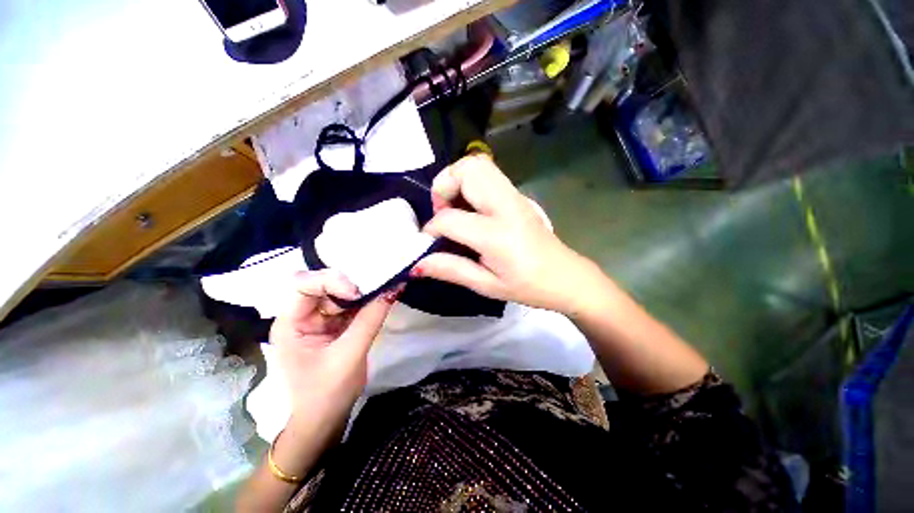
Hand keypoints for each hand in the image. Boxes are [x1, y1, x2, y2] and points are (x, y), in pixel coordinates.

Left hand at [269, 270, 399, 429]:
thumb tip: (393, 288)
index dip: (331, 281)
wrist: (325, 420)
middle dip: (350, 283)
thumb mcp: (349, 356)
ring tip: (384, 288)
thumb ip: (370, 320)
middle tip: (377, 286)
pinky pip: (352, 305)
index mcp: (291, 323)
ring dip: (363, 291)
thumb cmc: (327, 393)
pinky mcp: (337, 324)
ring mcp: (320, 319)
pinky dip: (367, 301)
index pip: (304, 285)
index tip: (358, 293)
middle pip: (325, 285)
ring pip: (342, 293)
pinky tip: (382, 297)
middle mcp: (303, 315)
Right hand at [416, 155, 597, 314]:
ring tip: (454, 207)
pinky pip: (488, 174)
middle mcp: (506, 207)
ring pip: (478, 165)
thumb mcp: (486, 285)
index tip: (429, 241)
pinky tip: (471, 208)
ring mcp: (515, 196)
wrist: (565, 276)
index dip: (431, 229)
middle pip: (467, 170)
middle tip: (442, 212)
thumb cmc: (527, 287)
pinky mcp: (518, 195)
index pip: (450, 219)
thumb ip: (451, 270)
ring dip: (457, 180)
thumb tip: (417, 263)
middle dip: (443, 186)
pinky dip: (471, 182)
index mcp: (497, 235)